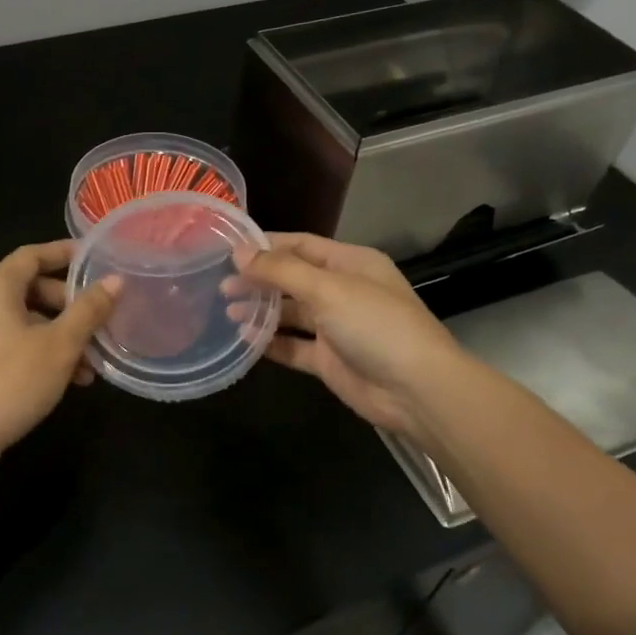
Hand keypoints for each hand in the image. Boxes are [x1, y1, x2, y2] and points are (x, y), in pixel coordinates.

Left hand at [0, 241, 121, 463]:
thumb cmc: (11, 381)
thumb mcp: (60, 345)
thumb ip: (89, 310)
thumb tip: (115, 281)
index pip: (32, 255)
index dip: (64, 253)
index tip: (94, 258)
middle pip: (29, 289)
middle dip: (69, 306)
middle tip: (99, 322)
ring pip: (23, 320)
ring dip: (58, 335)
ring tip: (90, 364)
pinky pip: (9, 341)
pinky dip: (38, 350)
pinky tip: (66, 379)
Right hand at [233, 233, 459, 443]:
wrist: (415, 389)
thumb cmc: (376, 325)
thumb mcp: (328, 289)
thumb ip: (281, 270)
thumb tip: (239, 253)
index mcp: (350, 263)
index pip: (301, 245)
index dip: (266, 245)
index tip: (227, 249)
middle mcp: (342, 291)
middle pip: (292, 279)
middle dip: (258, 280)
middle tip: (220, 285)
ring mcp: (335, 327)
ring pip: (290, 313)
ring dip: (260, 310)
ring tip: (226, 310)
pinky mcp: (329, 360)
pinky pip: (293, 346)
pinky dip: (270, 342)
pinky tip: (243, 339)